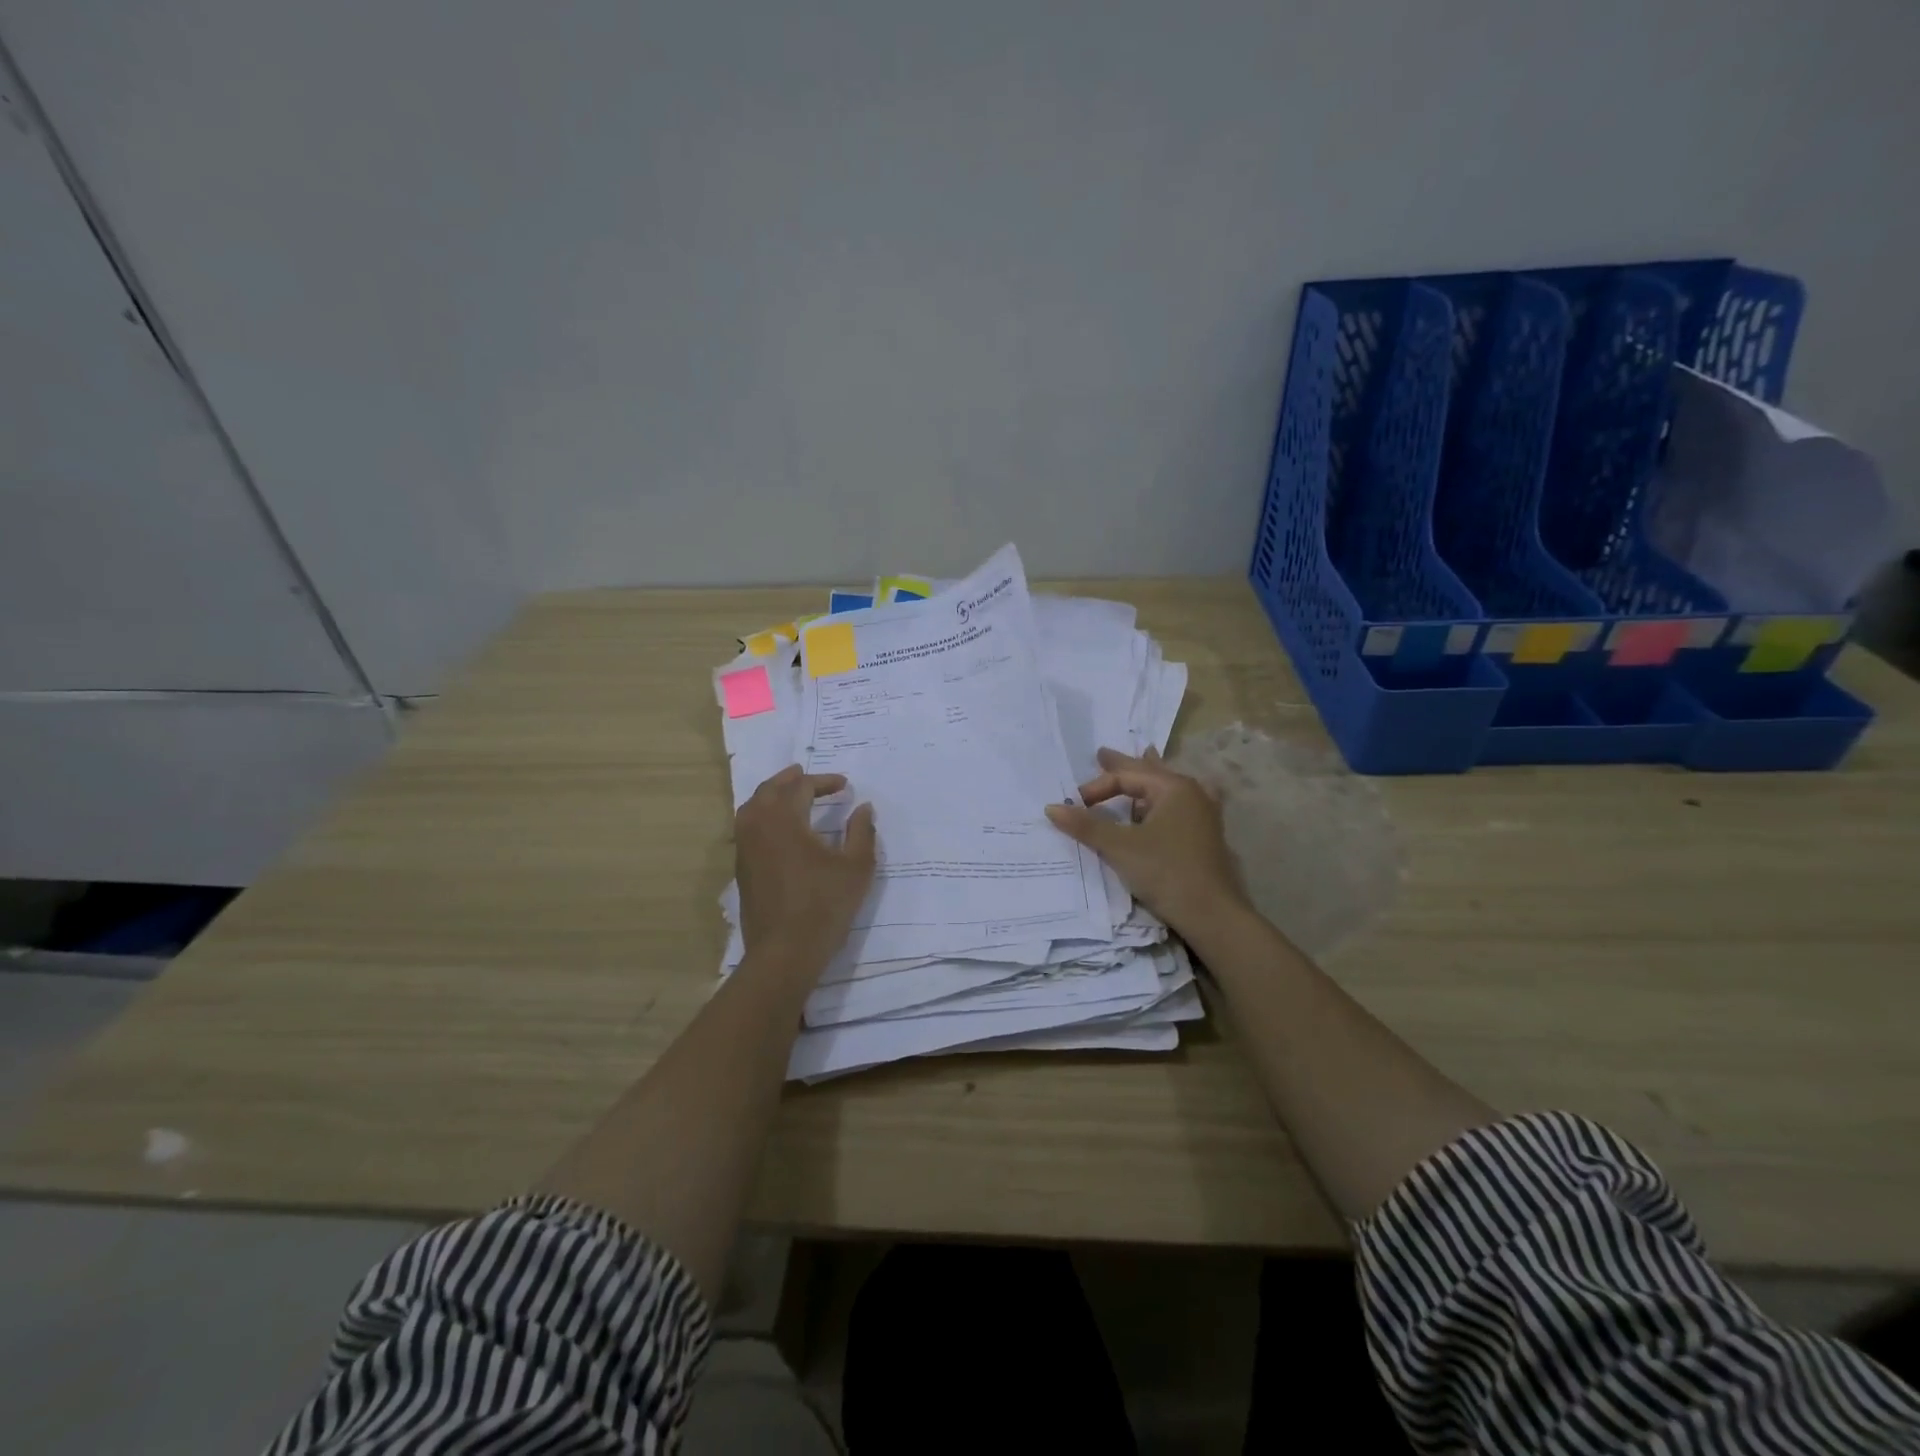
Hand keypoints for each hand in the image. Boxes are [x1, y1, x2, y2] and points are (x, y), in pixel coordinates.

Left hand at [736, 765, 876, 972]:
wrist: (784, 952)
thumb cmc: (824, 906)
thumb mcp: (856, 868)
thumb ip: (861, 833)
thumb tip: (864, 808)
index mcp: (785, 820)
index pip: (802, 787)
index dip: (824, 782)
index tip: (844, 786)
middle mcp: (758, 827)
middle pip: (769, 790)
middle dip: (789, 779)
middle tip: (805, 774)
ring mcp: (745, 849)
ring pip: (751, 808)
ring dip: (771, 795)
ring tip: (788, 794)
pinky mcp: (742, 869)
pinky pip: (747, 828)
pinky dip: (762, 815)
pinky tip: (778, 828)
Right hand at [1045, 747, 1247, 934]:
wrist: (1211, 914)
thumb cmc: (1165, 872)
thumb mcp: (1119, 847)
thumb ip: (1086, 825)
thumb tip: (1051, 808)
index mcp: (1174, 787)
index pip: (1126, 777)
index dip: (1096, 788)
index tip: (1075, 806)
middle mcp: (1192, 793)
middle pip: (1150, 774)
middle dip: (1125, 766)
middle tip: (1103, 754)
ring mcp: (1202, 815)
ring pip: (1166, 790)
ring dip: (1146, 782)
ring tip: (1142, 760)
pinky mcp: (1204, 836)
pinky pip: (1176, 806)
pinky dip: (1161, 800)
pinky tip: (1166, 802)